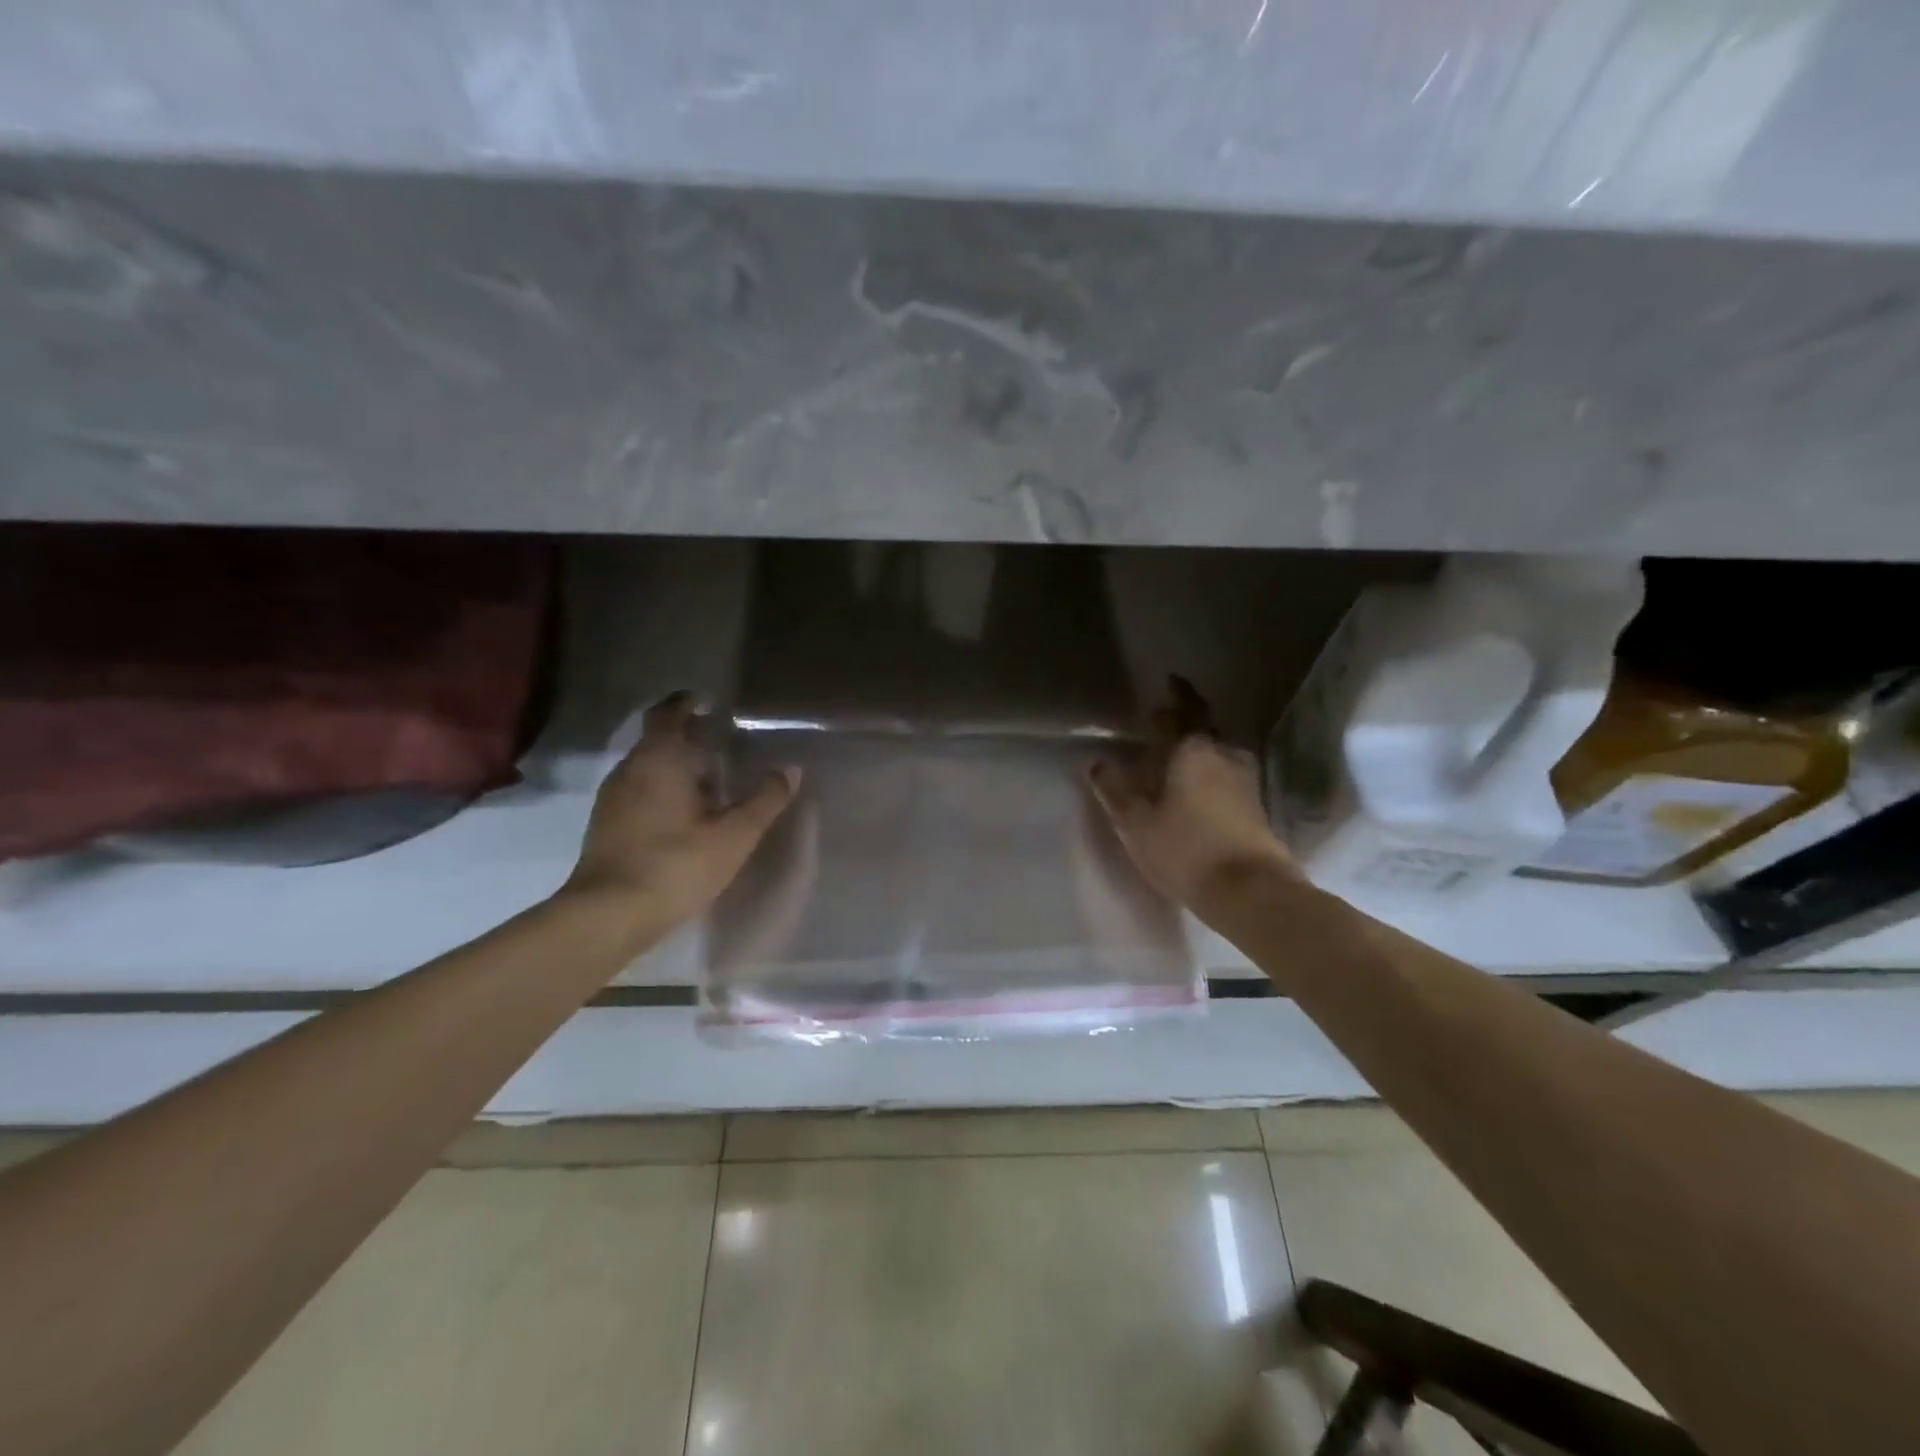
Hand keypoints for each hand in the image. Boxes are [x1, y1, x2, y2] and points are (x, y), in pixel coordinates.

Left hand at [559, 691, 798, 939]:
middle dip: (684, 734)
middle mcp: (630, 769)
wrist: (608, 915)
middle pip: (656, 738)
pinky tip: (681, 813)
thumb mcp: (734, 835)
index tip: (707, 702)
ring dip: (672, 764)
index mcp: (660, 759)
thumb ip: (765, 800)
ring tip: (706, 778)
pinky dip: (659, 788)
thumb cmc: (676, 865)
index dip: (686, 703)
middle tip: (719, 741)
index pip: (668, 713)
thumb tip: (791, 769)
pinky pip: (637, 790)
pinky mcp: (605, 825)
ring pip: (645, 766)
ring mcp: (612, 797)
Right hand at [1087, 678, 1298, 909]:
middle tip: (1159, 733)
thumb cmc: (1185, 848)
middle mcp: (1224, 757)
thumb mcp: (1136, 822)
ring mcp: (1246, 783)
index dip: (1179, 694)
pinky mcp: (1256, 810)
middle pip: (1203, 734)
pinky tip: (1195, 798)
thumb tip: (1096, 762)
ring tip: (1173, 770)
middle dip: (1182, 731)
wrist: (1250, 892)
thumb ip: (1114, 789)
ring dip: (1197, 759)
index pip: (1187, 709)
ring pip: (1217, 759)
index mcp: (1194, 750)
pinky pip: (1226, 782)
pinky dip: (1209, 781)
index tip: (1171, 683)